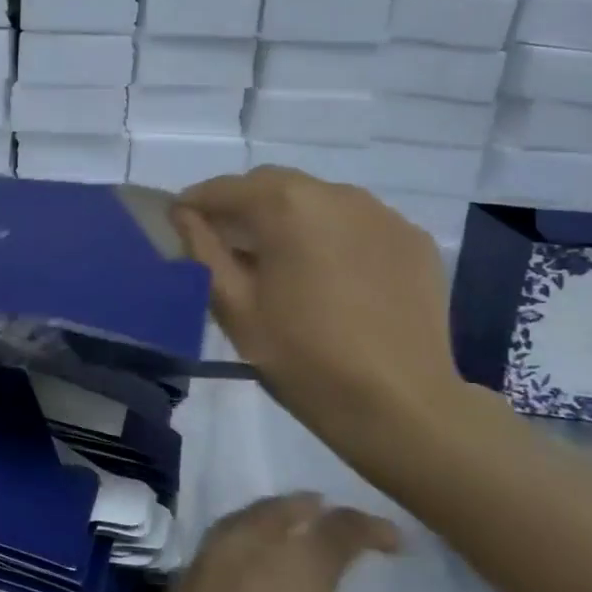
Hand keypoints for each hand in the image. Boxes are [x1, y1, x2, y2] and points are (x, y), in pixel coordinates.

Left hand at [83, 495, 412, 591]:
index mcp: (291, 568)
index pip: (336, 529)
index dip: (367, 527)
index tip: (392, 539)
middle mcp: (241, 552)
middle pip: (277, 511)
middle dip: (308, 508)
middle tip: (329, 513)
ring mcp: (197, 570)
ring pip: (238, 523)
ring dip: (267, 518)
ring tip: (286, 528)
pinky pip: (212, 550)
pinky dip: (237, 544)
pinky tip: (240, 572)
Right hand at [173, 166, 464, 444]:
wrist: (401, 406)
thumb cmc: (303, 357)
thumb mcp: (235, 308)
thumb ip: (202, 251)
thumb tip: (183, 215)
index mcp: (287, 207)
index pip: (226, 188)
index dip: (195, 203)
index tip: (178, 222)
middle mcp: (337, 194)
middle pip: (273, 184)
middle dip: (242, 205)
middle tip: (226, 244)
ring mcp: (382, 214)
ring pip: (318, 199)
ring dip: (289, 217)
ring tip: (281, 261)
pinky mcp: (412, 239)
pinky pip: (357, 222)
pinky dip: (332, 235)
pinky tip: (331, 275)